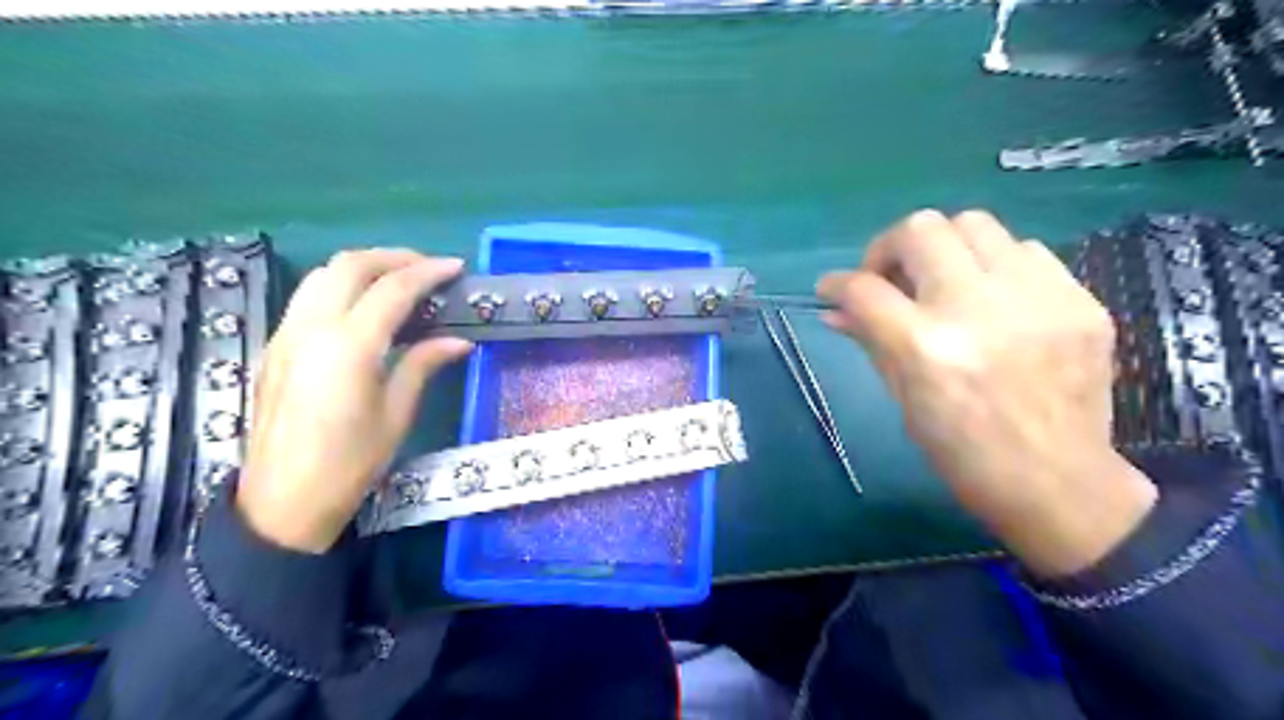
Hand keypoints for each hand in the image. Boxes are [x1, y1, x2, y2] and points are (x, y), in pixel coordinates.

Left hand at [235, 250, 470, 553]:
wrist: (282, 502)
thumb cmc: (350, 464)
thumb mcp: (396, 414)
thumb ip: (423, 365)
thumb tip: (458, 340)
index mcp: (349, 347)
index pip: (393, 289)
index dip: (428, 273)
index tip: (456, 268)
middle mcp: (311, 328)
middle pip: (350, 266)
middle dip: (393, 257)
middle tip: (428, 267)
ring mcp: (286, 334)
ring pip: (322, 275)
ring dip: (364, 266)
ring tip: (399, 279)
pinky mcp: (276, 346)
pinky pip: (309, 296)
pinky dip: (341, 286)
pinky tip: (365, 307)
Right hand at [816, 211, 1159, 577]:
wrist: (1058, 483)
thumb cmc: (962, 452)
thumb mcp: (903, 398)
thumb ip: (870, 340)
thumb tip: (836, 308)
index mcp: (925, 347)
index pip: (864, 288)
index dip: (837, 283)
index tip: (833, 289)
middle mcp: (978, 309)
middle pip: (920, 229)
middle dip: (890, 248)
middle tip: (891, 278)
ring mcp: (1036, 299)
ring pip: (974, 223)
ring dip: (944, 247)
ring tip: (944, 282)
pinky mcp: (1080, 300)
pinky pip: (1025, 250)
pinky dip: (995, 265)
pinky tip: (994, 298)